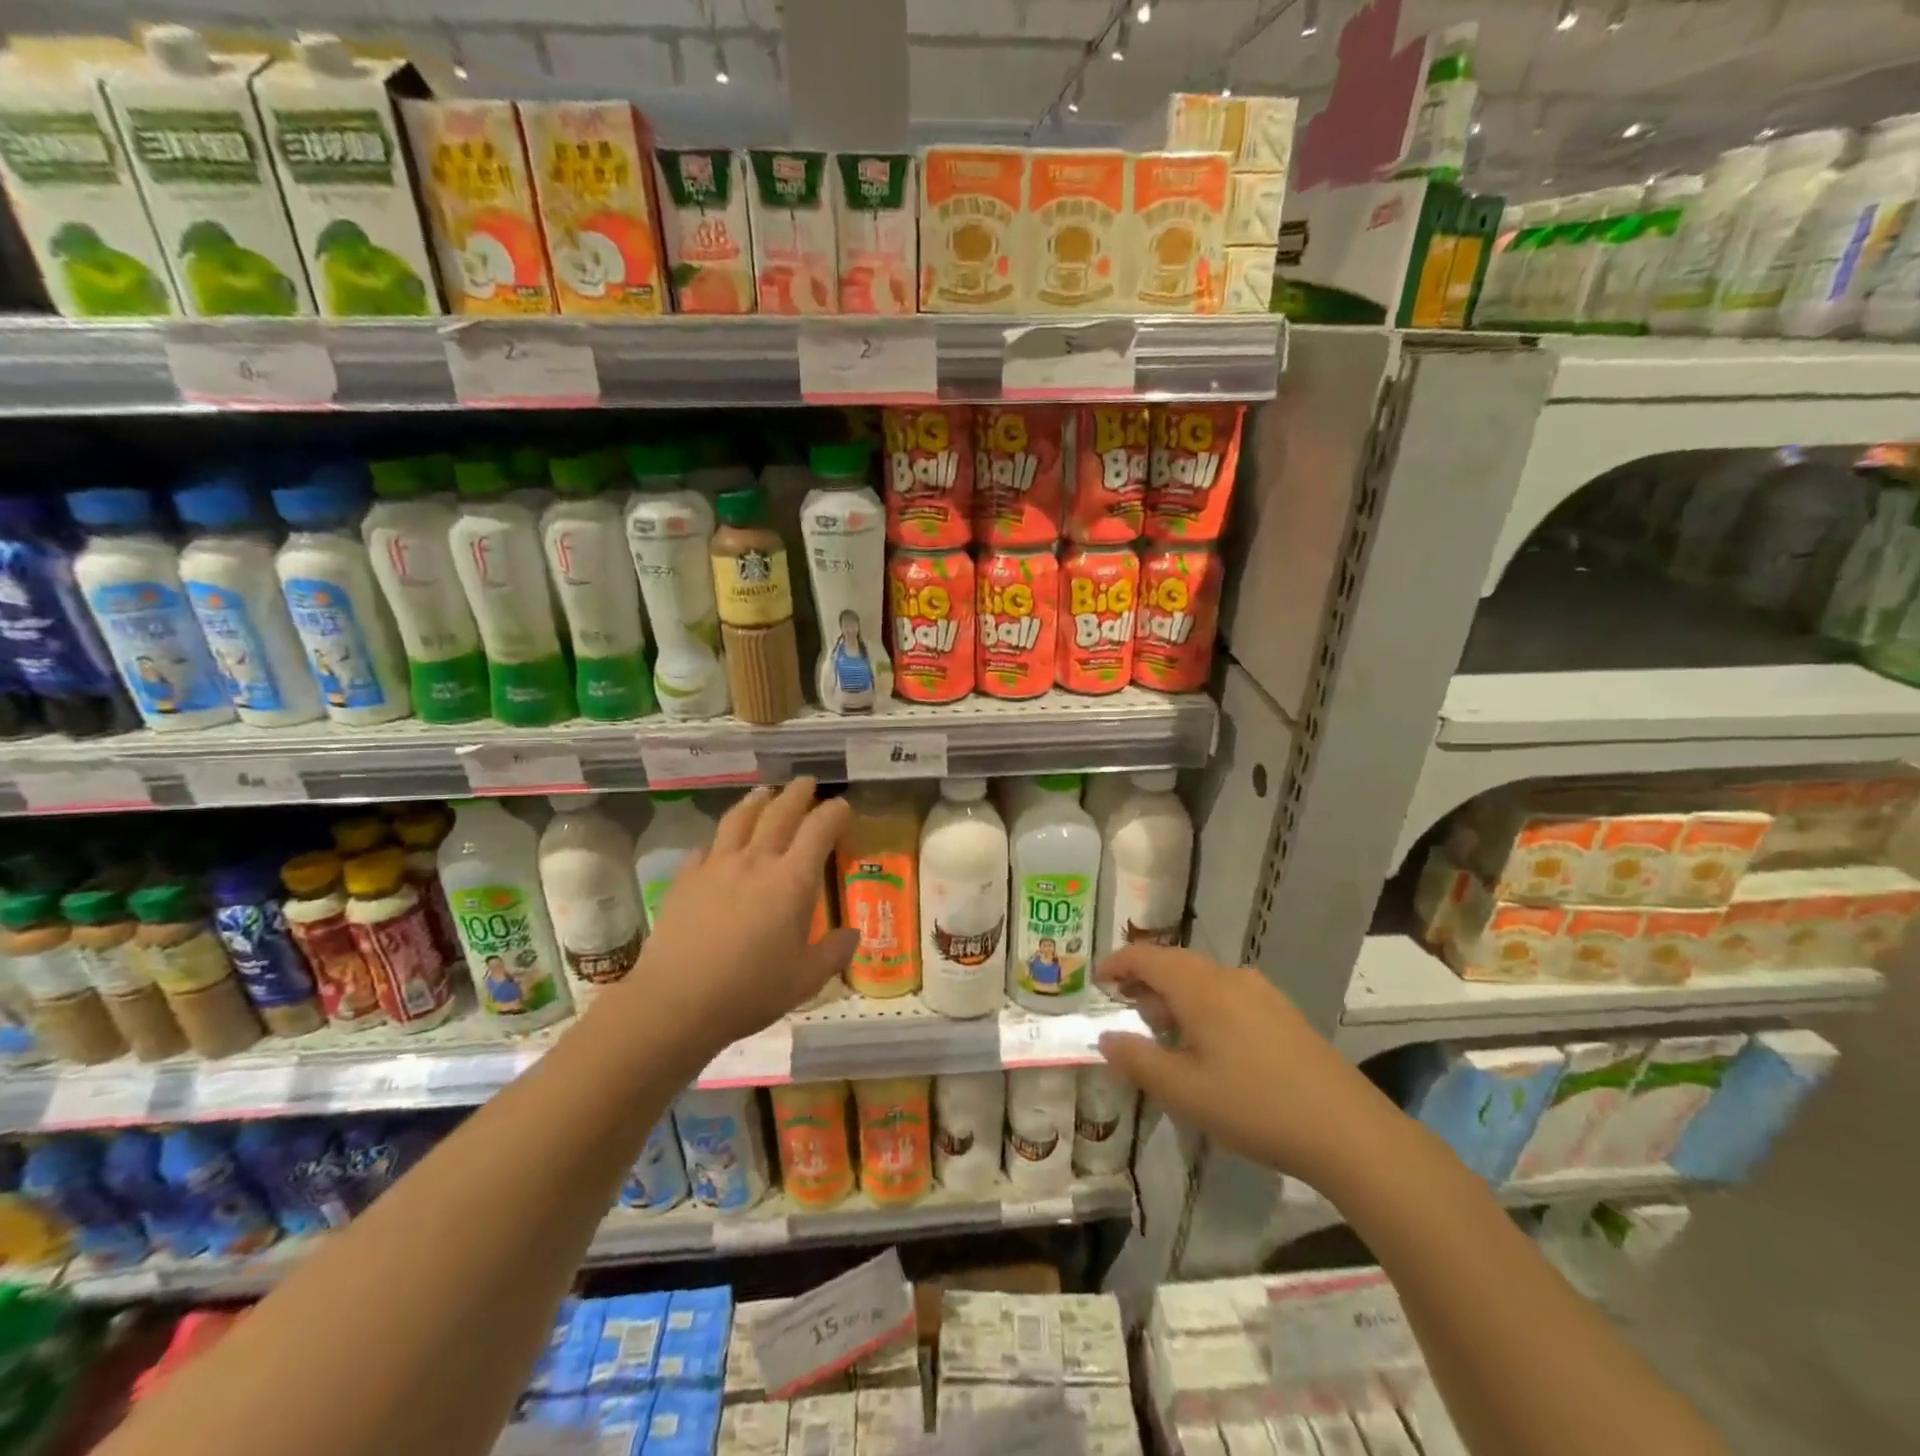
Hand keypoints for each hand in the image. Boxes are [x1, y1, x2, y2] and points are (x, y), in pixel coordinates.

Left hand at [625, 779, 857, 1052]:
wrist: (676, 1001)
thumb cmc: (750, 991)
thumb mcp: (805, 979)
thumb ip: (834, 952)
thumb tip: (853, 934)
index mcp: (792, 880)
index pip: (819, 829)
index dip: (834, 813)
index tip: (842, 806)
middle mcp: (756, 861)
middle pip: (780, 812)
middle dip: (797, 793)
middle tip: (806, 782)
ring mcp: (717, 866)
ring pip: (740, 819)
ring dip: (757, 801)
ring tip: (764, 792)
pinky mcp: (686, 878)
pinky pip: (707, 848)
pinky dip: (720, 840)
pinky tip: (719, 845)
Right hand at [1095, 945, 1404, 1189]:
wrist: (1347, 1129)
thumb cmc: (1254, 1106)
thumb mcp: (1183, 1091)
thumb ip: (1137, 1060)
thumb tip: (1106, 1037)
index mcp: (1200, 987)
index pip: (1147, 957)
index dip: (1118, 964)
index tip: (1097, 982)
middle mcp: (1229, 977)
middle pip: (1175, 964)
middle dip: (1145, 982)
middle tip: (1126, 1011)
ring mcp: (1261, 992)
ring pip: (1203, 980)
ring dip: (1175, 997)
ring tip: (1164, 1034)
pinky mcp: (1283, 1013)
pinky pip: (1228, 995)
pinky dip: (1203, 1007)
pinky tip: (1209, 1047)